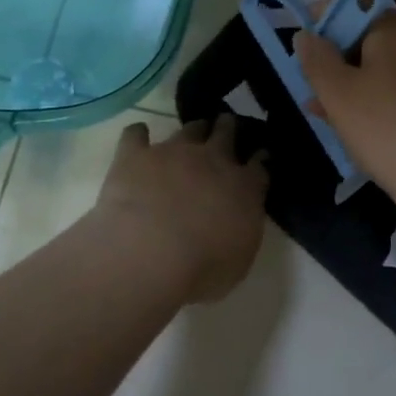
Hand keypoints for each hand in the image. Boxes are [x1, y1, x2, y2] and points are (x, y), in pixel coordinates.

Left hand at [93, 117, 269, 302]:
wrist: (150, 253)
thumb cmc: (202, 268)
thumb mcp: (240, 257)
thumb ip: (243, 227)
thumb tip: (242, 213)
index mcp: (243, 186)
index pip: (258, 164)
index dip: (259, 157)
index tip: (259, 155)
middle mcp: (212, 160)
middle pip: (226, 133)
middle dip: (228, 128)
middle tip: (226, 128)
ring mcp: (173, 152)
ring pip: (189, 129)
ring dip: (194, 130)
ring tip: (192, 133)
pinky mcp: (136, 156)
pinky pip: (136, 134)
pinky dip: (138, 134)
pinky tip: (138, 137)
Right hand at [295, 11, 395, 222]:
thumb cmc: (387, 129)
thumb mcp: (338, 94)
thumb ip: (317, 59)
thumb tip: (307, 34)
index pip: (355, 11)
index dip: (325, 27)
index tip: (304, 51)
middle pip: (376, 39)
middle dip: (342, 62)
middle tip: (315, 92)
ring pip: (393, 66)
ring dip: (362, 83)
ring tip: (332, 115)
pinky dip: (389, 97)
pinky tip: (370, 125)